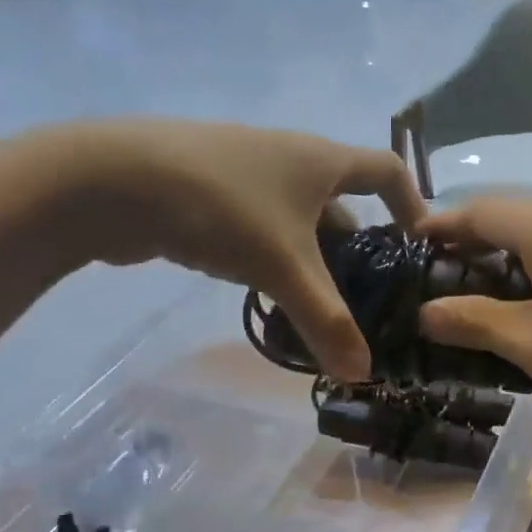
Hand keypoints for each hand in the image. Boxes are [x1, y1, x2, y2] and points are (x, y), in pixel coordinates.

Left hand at [43, 121, 424, 380]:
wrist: (112, 181)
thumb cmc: (222, 207)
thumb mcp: (283, 266)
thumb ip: (326, 320)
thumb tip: (364, 373)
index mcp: (321, 159)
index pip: (387, 170)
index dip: (412, 202)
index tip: (420, 244)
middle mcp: (290, 158)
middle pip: (341, 201)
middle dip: (357, 247)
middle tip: (366, 296)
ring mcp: (247, 173)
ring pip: (297, 217)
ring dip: (312, 257)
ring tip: (317, 305)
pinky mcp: (211, 192)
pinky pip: (261, 224)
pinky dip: (273, 255)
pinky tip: (265, 291)